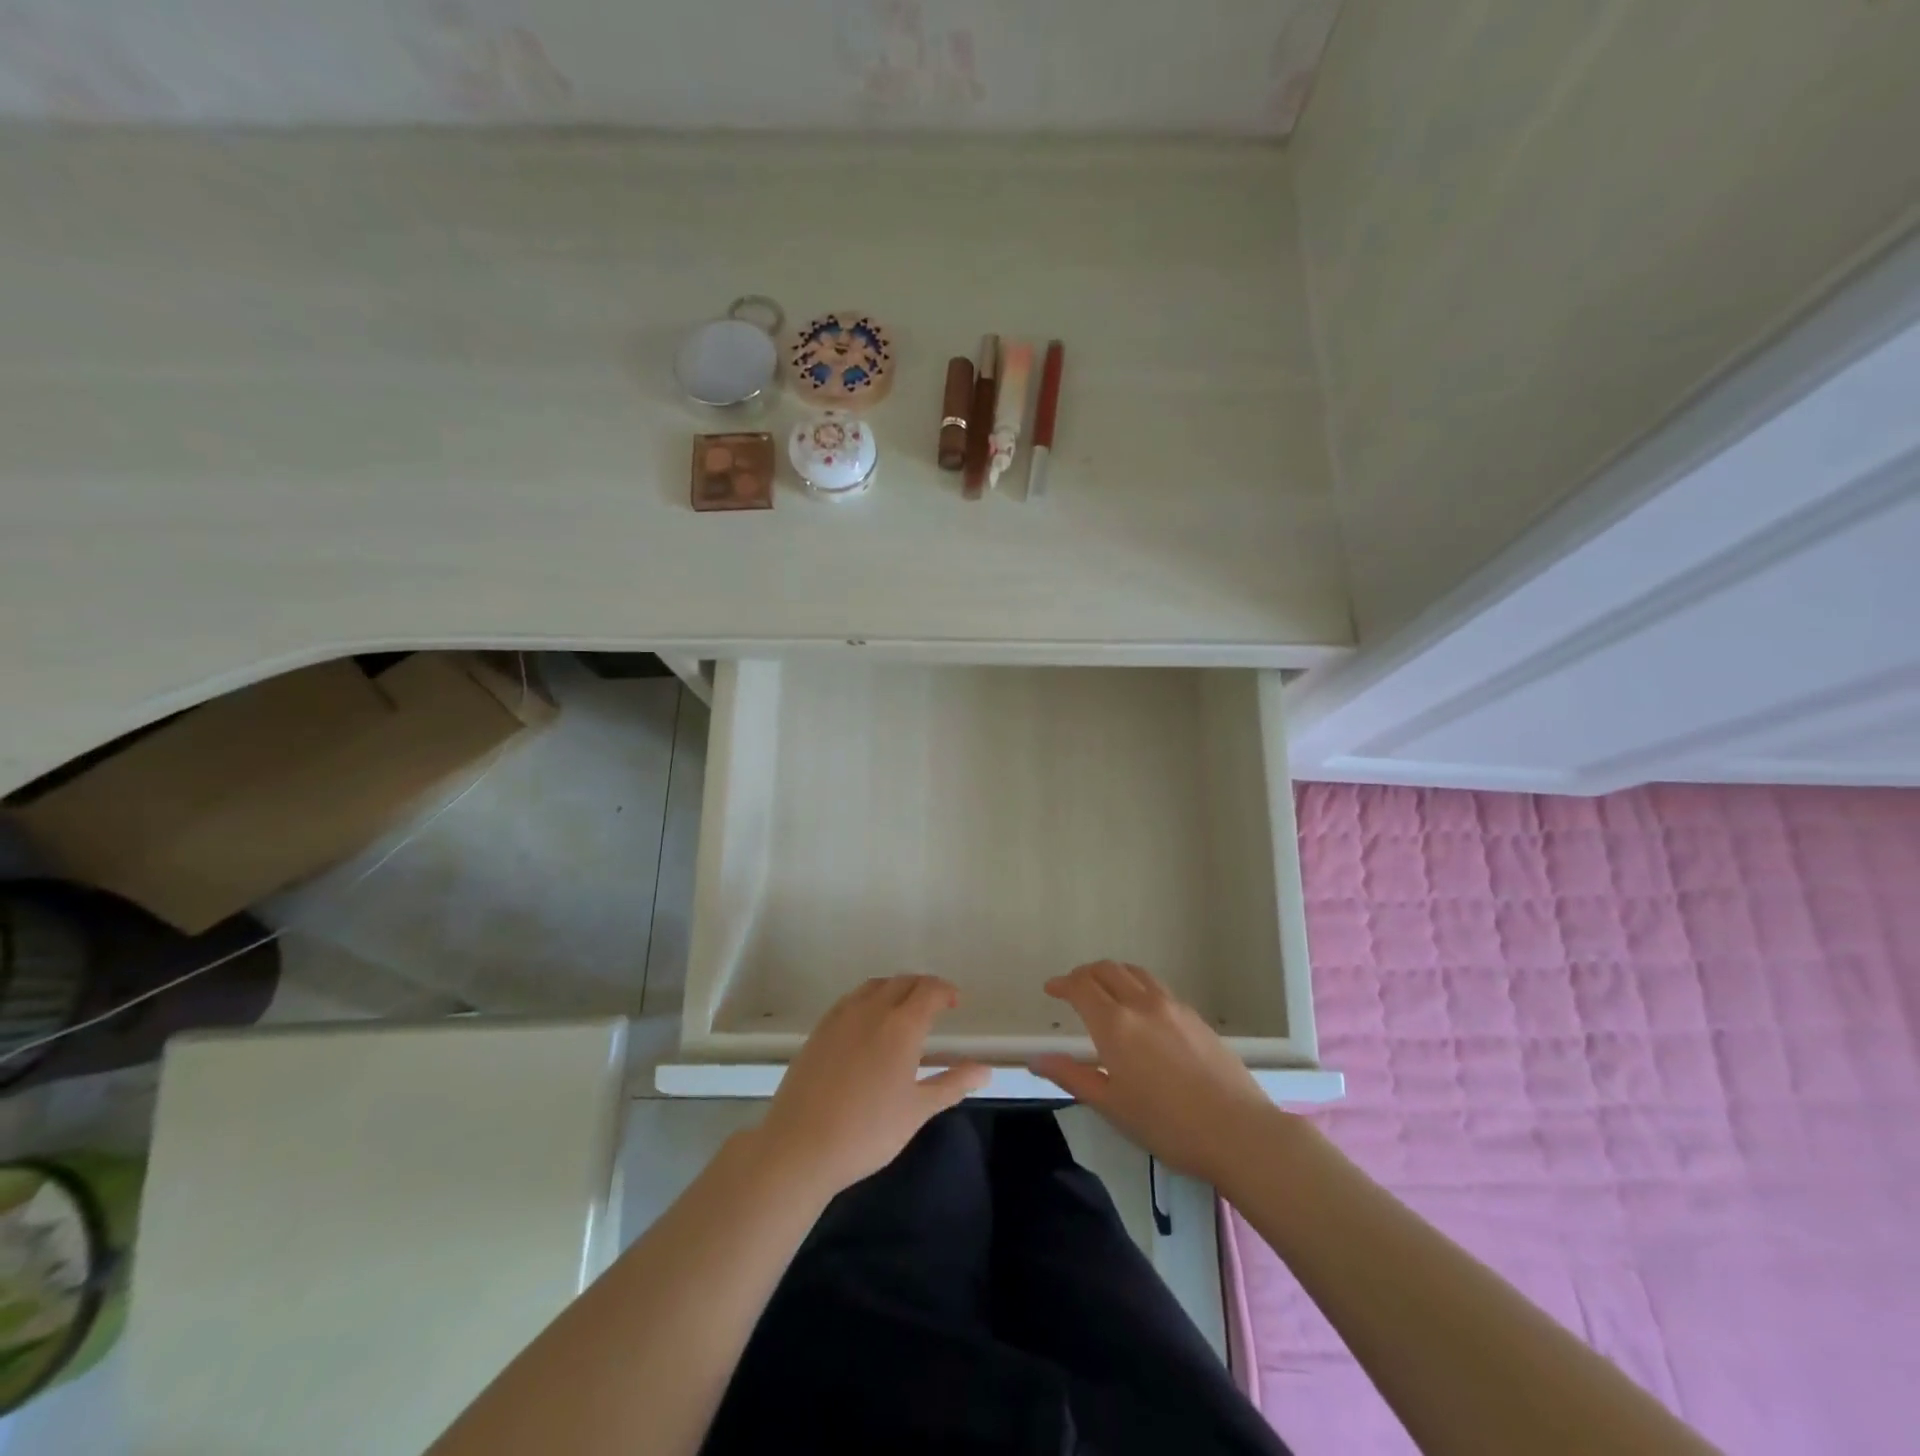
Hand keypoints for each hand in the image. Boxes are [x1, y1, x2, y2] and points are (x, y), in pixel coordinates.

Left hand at [756, 975, 989, 1198]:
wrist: (800, 1146)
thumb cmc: (868, 1131)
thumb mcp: (918, 1110)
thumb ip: (953, 1083)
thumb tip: (986, 1070)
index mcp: (901, 1025)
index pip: (929, 990)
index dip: (945, 991)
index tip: (955, 1002)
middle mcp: (872, 1009)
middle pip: (902, 982)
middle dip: (922, 987)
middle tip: (935, 1005)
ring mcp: (841, 1017)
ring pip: (874, 986)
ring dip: (895, 989)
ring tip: (904, 1010)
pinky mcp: (819, 1029)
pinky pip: (851, 1000)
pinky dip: (868, 999)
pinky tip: (868, 1024)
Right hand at [1032, 961, 1279, 1181]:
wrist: (1238, 1132)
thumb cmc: (1167, 1125)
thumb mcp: (1111, 1106)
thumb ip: (1072, 1076)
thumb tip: (1037, 1059)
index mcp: (1115, 1024)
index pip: (1081, 986)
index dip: (1063, 983)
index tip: (1051, 989)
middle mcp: (1141, 1003)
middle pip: (1108, 970)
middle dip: (1085, 974)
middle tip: (1073, 988)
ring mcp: (1172, 1006)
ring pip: (1135, 973)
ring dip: (1113, 974)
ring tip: (1105, 991)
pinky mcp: (1195, 1016)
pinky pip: (1157, 987)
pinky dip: (1137, 986)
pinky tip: (1141, 1011)